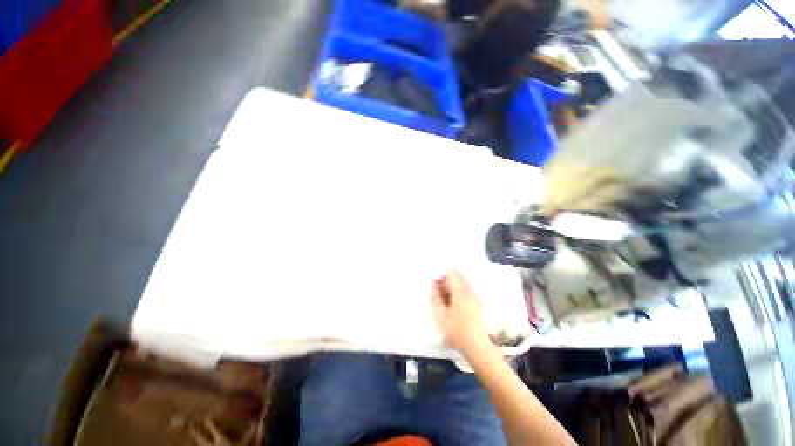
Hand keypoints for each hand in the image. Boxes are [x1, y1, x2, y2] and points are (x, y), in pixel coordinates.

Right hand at [430, 269, 490, 355]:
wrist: (477, 347)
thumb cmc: (456, 331)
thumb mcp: (440, 315)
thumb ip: (435, 297)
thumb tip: (433, 285)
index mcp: (461, 291)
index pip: (452, 272)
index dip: (441, 275)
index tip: (435, 285)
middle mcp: (470, 291)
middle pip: (457, 277)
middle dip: (445, 281)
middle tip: (437, 293)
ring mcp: (475, 297)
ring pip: (461, 284)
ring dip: (451, 288)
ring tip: (443, 301)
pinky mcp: (477, 303)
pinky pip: (465, 291)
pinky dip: (457, 294)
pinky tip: (452, 306)